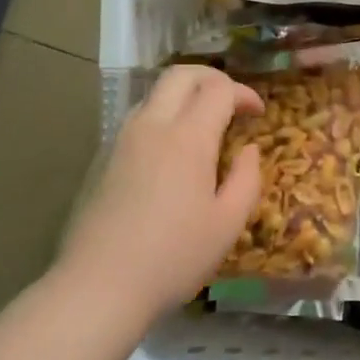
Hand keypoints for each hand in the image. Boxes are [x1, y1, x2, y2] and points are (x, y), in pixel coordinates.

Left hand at [58, 65, 263, 321]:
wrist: (100, 285)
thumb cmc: (174, 256)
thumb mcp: (228, 223)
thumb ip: (246, 178)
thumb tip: (248, 150)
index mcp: (187, 138)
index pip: (219, 89)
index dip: (244, 94)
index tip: (258, 114)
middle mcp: (152, 126)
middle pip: (181, 75)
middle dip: (212, 78)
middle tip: (232, 101)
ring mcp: (122, 140)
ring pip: (154, 93)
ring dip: (184, 95)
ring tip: (204, 124)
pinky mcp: (104, 159)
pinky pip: (138, 118)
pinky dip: (163, 116)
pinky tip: (172, 151)